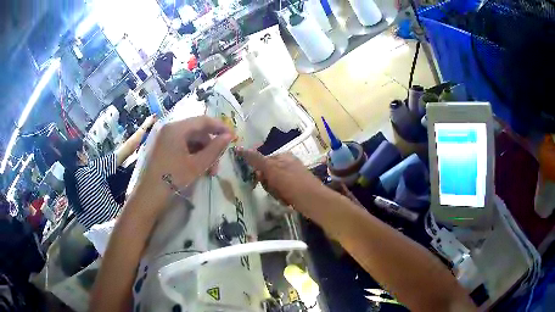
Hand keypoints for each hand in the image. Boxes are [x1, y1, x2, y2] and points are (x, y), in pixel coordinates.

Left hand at [132, 116, 232, 217]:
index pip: (203, 120)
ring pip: (190, 139)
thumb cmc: (173, 179)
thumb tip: (229, 136)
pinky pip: (181, 145)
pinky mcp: (162, 147)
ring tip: (209, 170)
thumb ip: (215, 149)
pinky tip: (197, 168)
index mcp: (177, 128)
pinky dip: (192, 154)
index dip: (220, 127)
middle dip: (210, 145)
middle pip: (197, 130)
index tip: (233, 137)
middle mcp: (169, 128)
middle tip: (218, 163)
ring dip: (202, 152)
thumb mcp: (197, 165)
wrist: (149, 196)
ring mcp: (164, 137)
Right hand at [237, 149, 323, 206]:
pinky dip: (282, 197)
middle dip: (267, 184)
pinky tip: (287, 201)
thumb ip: (255, 158)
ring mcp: (293, 176)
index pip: (262, 160)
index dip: (259, 172)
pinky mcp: (297, 188)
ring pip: (273, 184)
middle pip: (267, 174)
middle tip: (273, 190)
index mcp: (283, 155)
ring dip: (274, 192)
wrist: (313, 200)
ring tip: (281, 197)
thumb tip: (238, 147)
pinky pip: (282, 192)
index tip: (259, 180)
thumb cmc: (291, 182)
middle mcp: (288, 163)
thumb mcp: (271, 168)